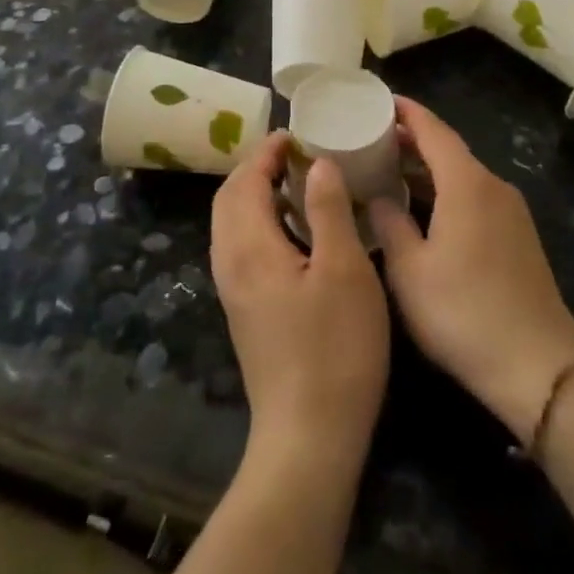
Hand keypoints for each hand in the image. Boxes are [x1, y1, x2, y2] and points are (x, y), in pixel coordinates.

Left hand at [211, 133, 388, 472]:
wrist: (309, 438)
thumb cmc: (334, 349)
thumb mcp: (344, 270)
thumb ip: (327, 210)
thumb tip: (318, 165)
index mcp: (249, 248)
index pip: (244, 181)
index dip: (267, 152)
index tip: (297, 134)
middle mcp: (230, 264)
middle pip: (229, 200)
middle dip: (256, 169)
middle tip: (296, 154)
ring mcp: (233, 292)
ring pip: (232, 225)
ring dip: (256, 195)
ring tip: (298, 184)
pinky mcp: (245, 312)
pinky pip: (241, 247)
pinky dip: (260, 222)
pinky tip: (295, 232)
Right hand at [369, 99, 573, 442]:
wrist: (538, 365)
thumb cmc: (463, 312)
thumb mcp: (409, 270)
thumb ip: (389, 224)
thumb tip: (378, 197)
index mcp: (466, 183)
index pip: (433, 130)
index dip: (407, 112)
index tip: (380, 100)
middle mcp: (493, 187)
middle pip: (449, 150)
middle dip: (413, 140)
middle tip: (373, 138)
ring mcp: (511, 212)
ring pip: (463, 175)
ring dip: (428, 169)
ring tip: (390, 170)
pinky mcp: (518, 238)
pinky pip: (475, 197)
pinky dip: (446, 191)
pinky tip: (424, 210)